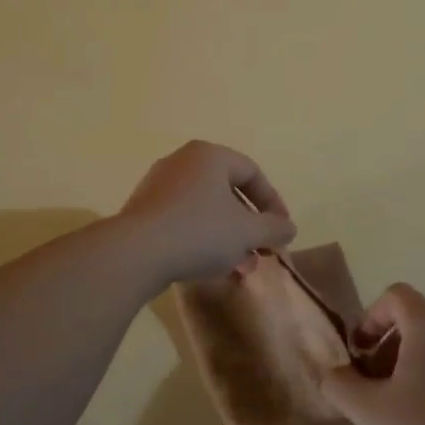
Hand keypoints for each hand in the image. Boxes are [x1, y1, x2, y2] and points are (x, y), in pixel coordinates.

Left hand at [118, 141, 296, 283]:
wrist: (136, 253)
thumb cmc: (200, 232)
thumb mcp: (247, 232)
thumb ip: (274, 228)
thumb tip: (288, 228)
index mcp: (210, 155)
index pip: (252, 173)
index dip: (273, 203)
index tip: (281, 231)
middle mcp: (182, 161)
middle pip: (227, 192)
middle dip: (249, 226)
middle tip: (261, 252)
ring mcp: (158, 185)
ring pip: (205, 209)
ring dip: (227, 237)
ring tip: (238, 268)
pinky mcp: (143, 210)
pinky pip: (182, 220)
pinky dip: (201, 239)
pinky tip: (209, 268)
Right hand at [323, 285, 424, 424]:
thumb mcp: (369, 412)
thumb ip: (340, 384)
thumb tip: (333, 373)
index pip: (395, 295)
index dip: (370, 317)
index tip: (358, 353)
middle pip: (413, 321)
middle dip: (385, 347)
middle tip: (369, 385)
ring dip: (406, 366)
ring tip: (394, 409)